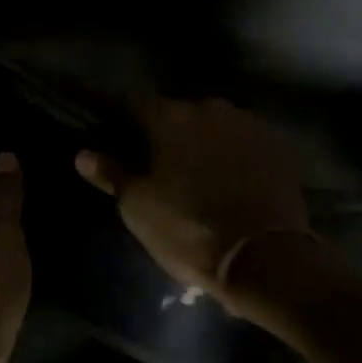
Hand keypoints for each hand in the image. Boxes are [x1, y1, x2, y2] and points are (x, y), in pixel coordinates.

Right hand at [75, 99, 308, 306]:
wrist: (264, 257)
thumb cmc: (188, 229)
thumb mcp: (138, 207)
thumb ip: (111, 173)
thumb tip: (84, 154)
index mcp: (171, 117)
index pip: (135, 105)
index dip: (123, 123)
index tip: (117, 143)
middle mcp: (211, 109)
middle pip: (178, 113)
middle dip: (166, 133)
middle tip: (157, 164)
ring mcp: (249, 125)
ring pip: (213, 126)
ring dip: (202, 142)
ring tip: (195, 174)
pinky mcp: (277, 147)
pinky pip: (243, 143)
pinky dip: (232, 155)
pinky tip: (228, 181)